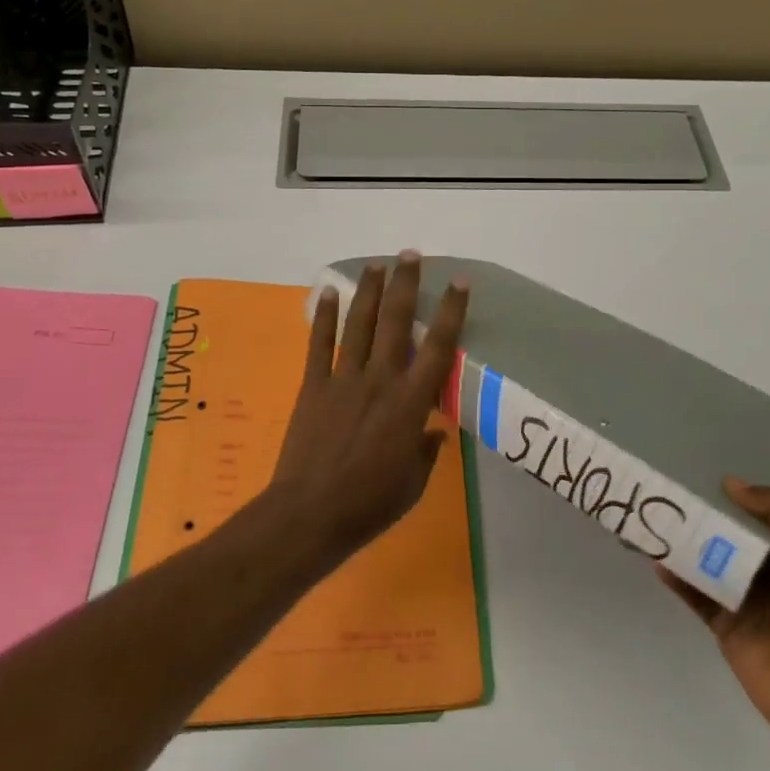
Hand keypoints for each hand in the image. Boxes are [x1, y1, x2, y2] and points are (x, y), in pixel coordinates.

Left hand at [267, 251, 469, 561]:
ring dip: (369, 291)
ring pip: (360, 324)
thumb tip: (433, 433)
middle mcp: (381, 380)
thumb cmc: (370, 504)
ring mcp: (344, 379)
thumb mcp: (413, 484)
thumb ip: (426, 452)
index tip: (459, 281)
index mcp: (411, 403)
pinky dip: (324, 317)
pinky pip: (320, 344)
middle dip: (405, 284)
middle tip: (410, 255)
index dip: (451, 311)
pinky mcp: (314, 386)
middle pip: (396, 321)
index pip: (439, 347)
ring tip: (377, 264)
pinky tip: (328, 291)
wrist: (310, 514)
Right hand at [661, 479, 769, 757]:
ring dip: (682, 541)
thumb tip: (731, 483)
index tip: (698, 467)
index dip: (733, 492)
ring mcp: (744, 597)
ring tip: (650, 517)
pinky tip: (655, 559)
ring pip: (707, 559)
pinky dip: (676, 576)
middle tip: (664, 486)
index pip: (760, 512)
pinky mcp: (724, 623)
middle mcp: (769, 570)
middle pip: (728, 533)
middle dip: (701, 512)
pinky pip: (695, 593)